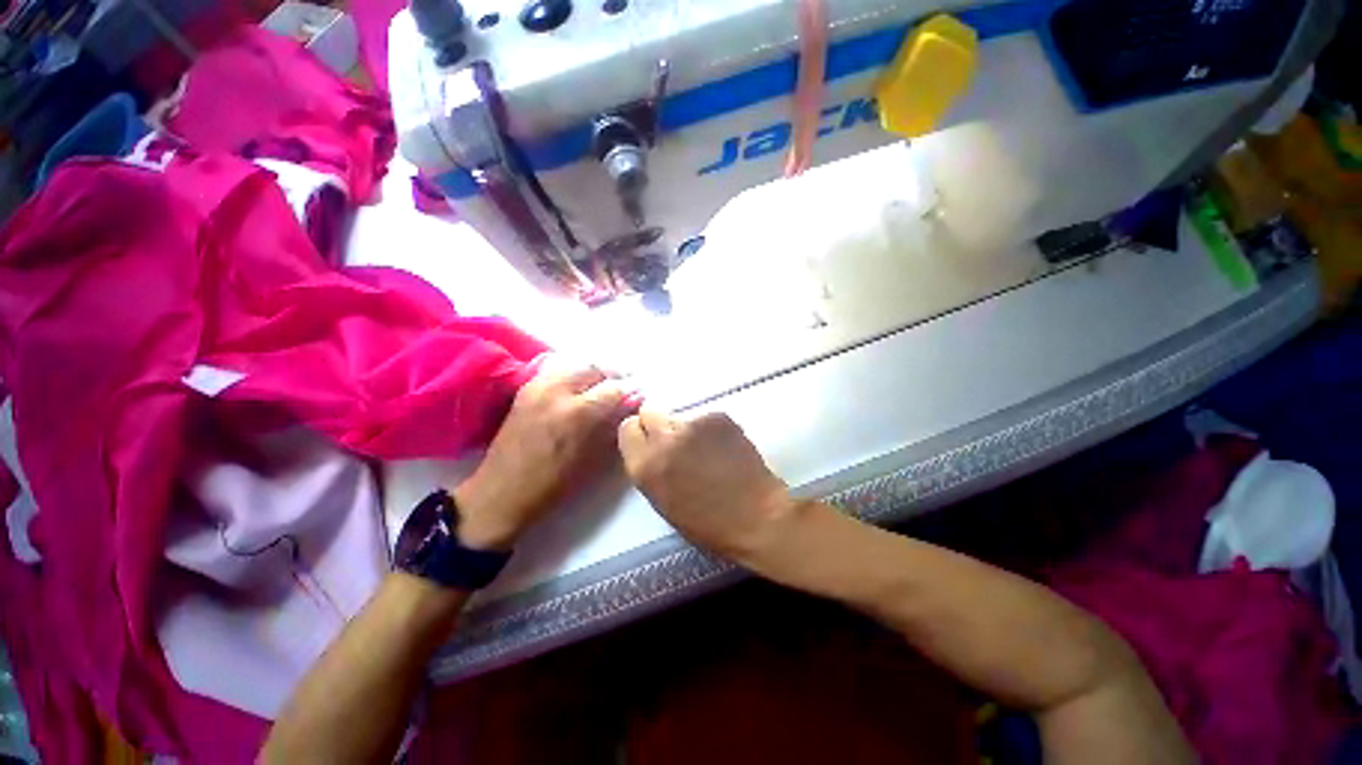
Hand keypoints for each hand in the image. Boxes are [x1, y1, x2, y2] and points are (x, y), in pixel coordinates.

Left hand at [455, 354, 640, 550]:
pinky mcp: (526, 388)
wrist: (502, 492)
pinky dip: (575, 373)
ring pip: (576, 364)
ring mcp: (539, 386)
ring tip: (606, 382)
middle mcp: (558, 391)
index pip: (615, 388)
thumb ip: (613, 425)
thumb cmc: (554, 485)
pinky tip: (582, 384)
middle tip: (627, 383)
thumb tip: (631, 404)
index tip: (641, 393)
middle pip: (595, 368)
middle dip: (615, 373)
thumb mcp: (593, 459)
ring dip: (596, 371)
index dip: (632, 389)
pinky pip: (558, 370)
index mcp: (578, 413)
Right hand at [617, 411, 799, 563]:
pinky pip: (706, 417)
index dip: (640, 433)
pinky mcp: (718, 417)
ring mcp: (693, 424)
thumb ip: (650, 467)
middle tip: (676, 440)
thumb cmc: (707, 523)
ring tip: (707, 450)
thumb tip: (650, 446)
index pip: (627, 428)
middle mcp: (664, 439)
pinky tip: (725, 448)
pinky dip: (711, 429)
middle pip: (650, 412)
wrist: (757, 517)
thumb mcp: (663, 501)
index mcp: (645, 466)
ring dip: (687, 428)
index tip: (650, 441)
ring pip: (680, 415)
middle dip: (659, 424)